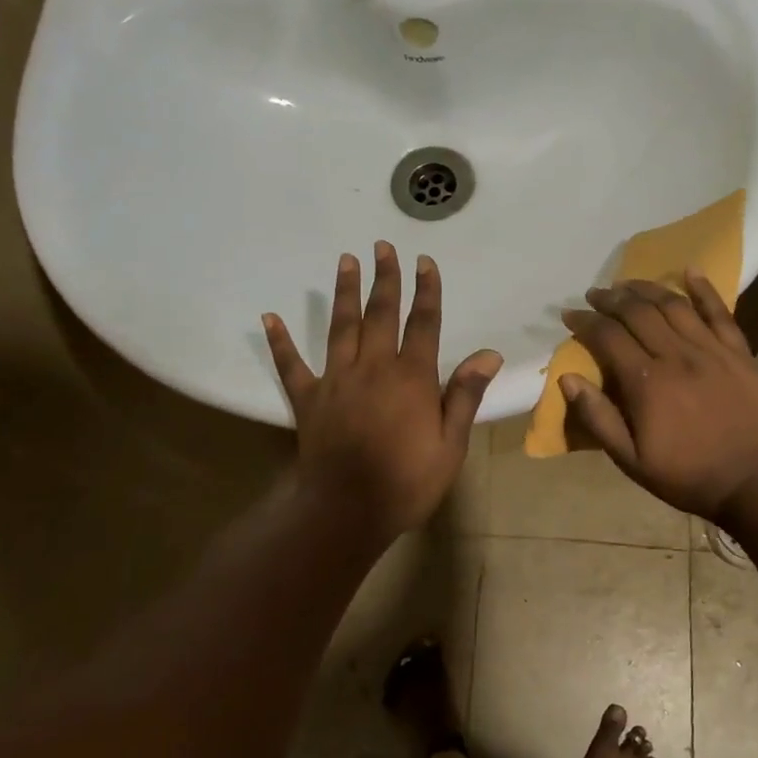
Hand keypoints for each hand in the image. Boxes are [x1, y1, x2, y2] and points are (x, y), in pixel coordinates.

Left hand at [264, 243, 501, 542]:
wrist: (348, 510)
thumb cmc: (407, 481)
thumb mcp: (450, 444)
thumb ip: (465, 395)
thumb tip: (488, 354)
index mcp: (411, 378)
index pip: (423, 324)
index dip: (426, 291)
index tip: (425, 262)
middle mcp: (373, 368)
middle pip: (380, 314)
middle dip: (384, 278)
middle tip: (382, 246)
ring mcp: (336, 380)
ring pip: (341, 327)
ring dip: (345, 292)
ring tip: (346, 260)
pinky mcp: (308, 399)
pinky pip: (291, 366)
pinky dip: (280, 342)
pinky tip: (269, 318)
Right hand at [559, 271, 757, 521]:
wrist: (754, 483)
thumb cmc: (686, 476)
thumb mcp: (630, 460)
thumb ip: (598, 418)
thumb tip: (567, 379)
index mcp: (647, 383)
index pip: (608, 337)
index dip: (585, 322)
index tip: (570, 315)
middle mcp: (677, 355)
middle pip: (638, 312)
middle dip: (611, 299)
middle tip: (594, 294)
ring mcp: (711, 350)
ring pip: (673, 305)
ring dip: (646, 288)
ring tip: (627, 283)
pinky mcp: (738, 352)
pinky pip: (720, 312)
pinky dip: (704, 288)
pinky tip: (689, 270)